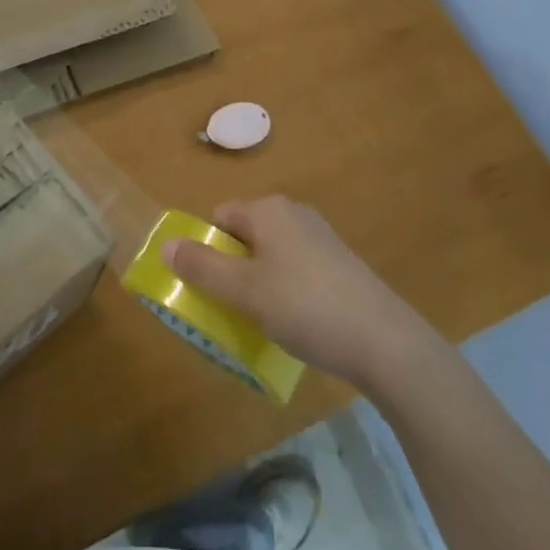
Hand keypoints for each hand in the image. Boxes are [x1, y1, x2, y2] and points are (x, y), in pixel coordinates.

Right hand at [164, 195, 431, 391]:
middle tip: (229, 309)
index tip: (206, 288)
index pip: (220, 217)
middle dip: (231, 269)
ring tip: (260, 323)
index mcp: (268, 210)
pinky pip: (297, 271)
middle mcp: (294, 214)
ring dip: (258, 284)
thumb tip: (165, 244)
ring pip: (271, 255)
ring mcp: (321, 238)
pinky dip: (286, 292)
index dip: (207, 249)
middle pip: (245, 235)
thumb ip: (202, 268)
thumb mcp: (244, 291)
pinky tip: (295, 325)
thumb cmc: (305, 306)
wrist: (384, 340)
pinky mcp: (340, 264)